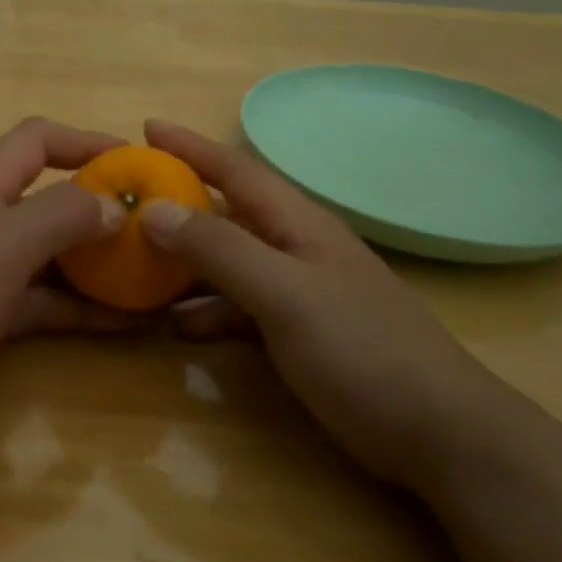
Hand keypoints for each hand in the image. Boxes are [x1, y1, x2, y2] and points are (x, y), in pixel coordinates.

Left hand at [0, 117, 132, 439]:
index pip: (38, 141)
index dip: (86, 141)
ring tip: (158, 280)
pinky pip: (48, 306)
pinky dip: (84, 311)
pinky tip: (127, 325)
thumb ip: (59, 218)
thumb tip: (114, 204)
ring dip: (103, 267)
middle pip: (55, 201)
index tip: (138, 162)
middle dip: (105, 209)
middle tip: (160, 231)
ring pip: (57, 259)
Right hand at [137, 120, 513, 484]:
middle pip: (227, 215)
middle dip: (177, 207)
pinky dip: (207, 313)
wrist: (438, 432)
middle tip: (124, 209)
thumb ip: (220, 250)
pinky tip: (178, 329)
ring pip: (229, 265)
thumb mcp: (285, 295)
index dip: (191, 147)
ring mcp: (299, 294)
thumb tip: (154, 209)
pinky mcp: (299, 335)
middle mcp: (296, 250)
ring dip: (184, 266)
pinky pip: (240, 310)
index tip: (146, 128)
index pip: (236, 170)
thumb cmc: (362, 351)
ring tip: (133, 272)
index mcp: (298, 225)